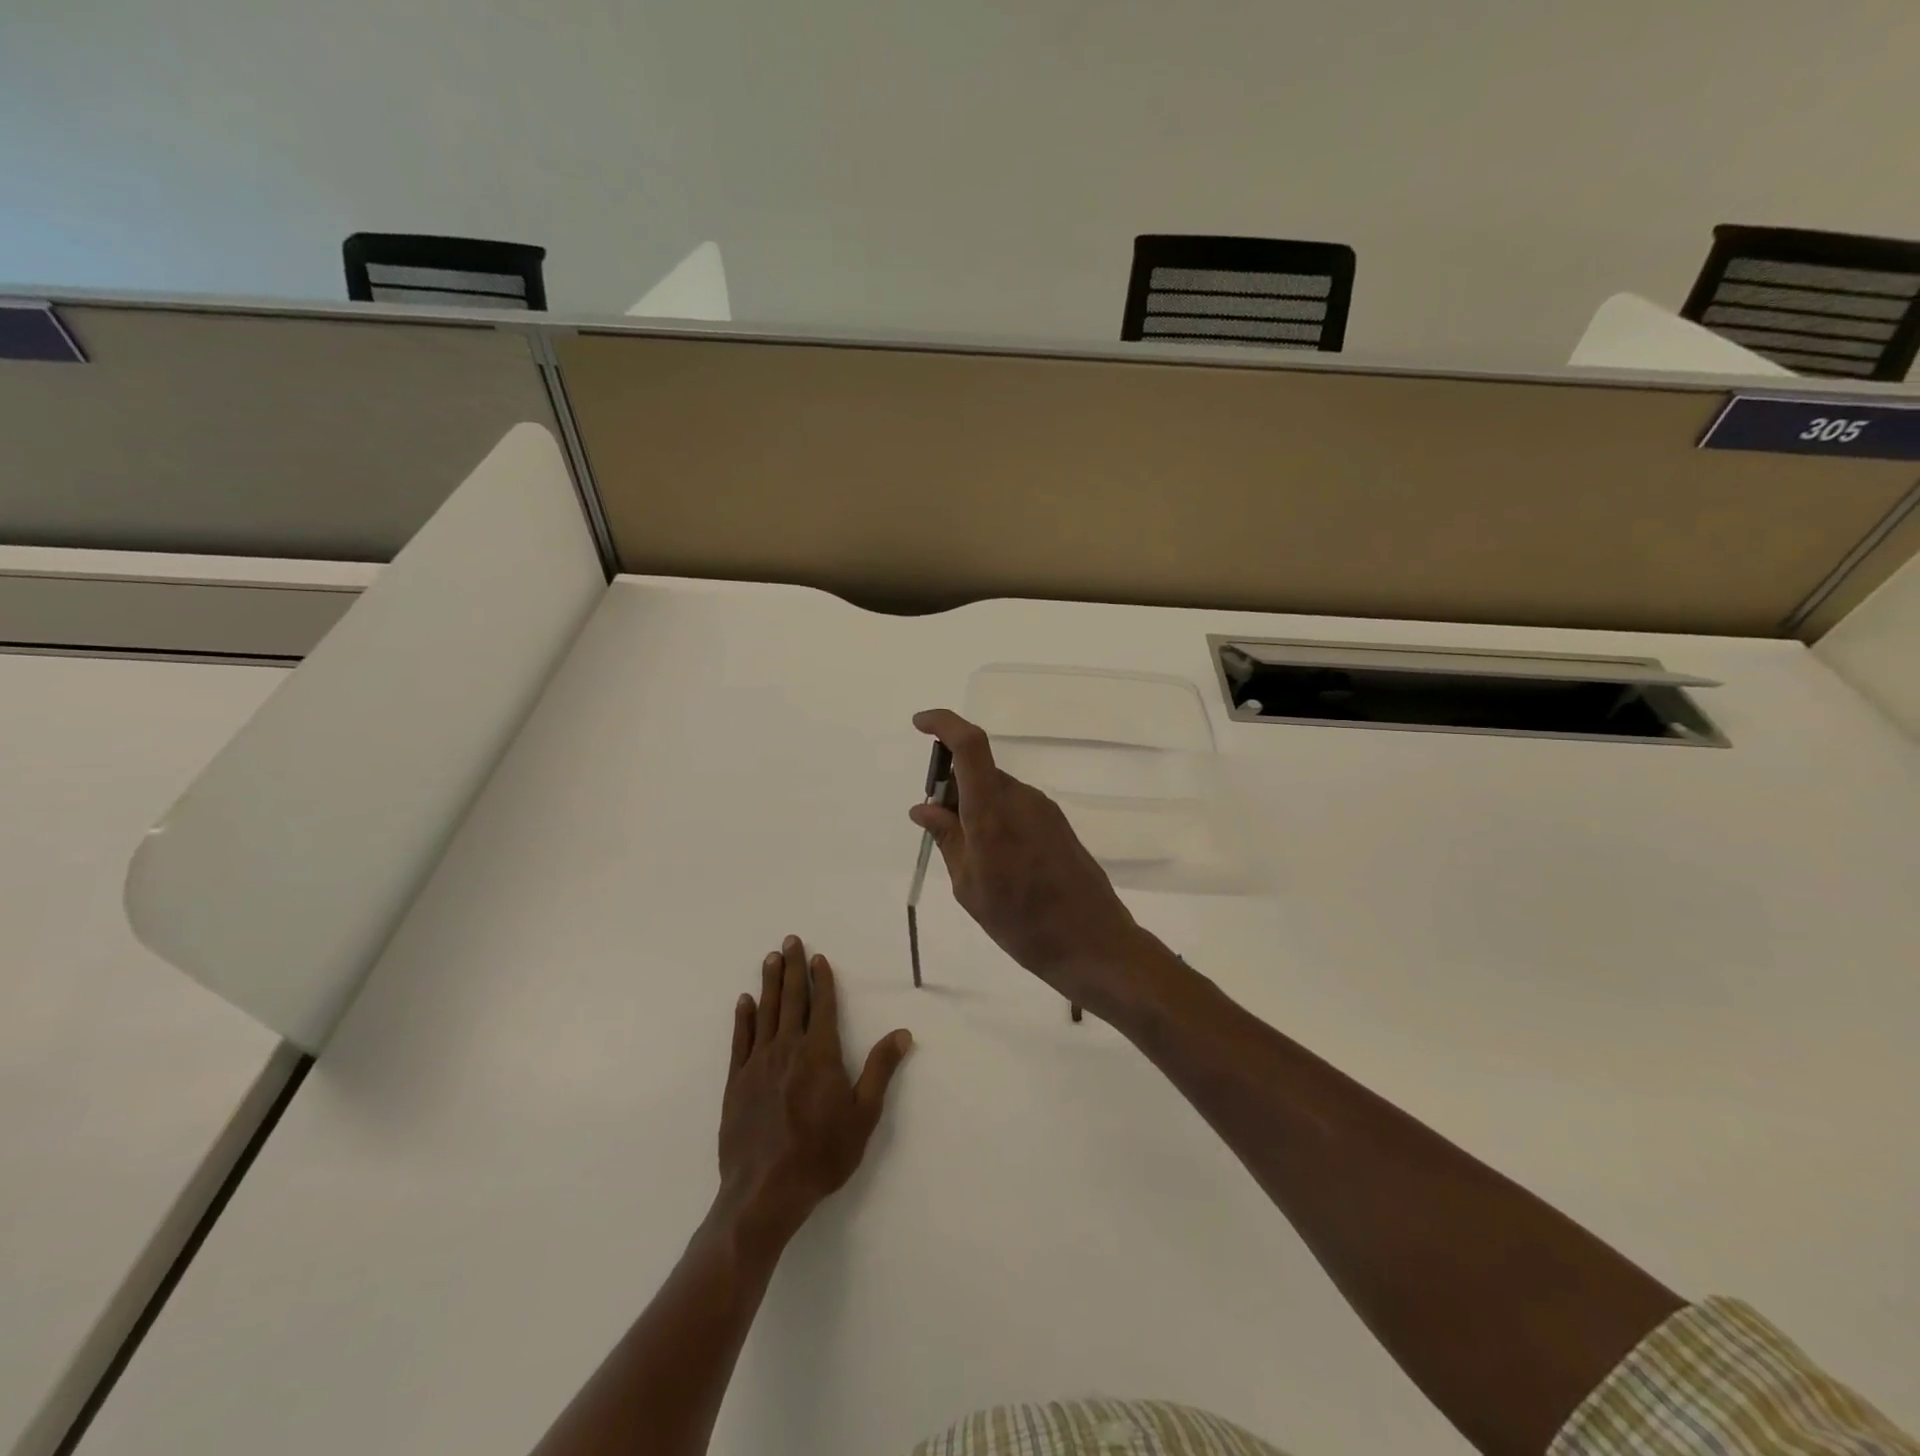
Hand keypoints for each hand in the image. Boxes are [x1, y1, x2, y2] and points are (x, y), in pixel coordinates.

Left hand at [717, 936, 912, 1245]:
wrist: (765, 1192)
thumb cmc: (821, 1154)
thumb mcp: (863, 1115)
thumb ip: (880, 1070)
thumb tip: (902, 1033)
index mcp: (820, 1054)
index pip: (823, 1006)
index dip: (822, 980)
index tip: (818, 957)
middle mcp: (788, 1049)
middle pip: (791, 1000)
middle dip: (792, 968)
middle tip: (790, 940)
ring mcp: (758, 1064)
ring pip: (766, 1013)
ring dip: (769, 983)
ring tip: (770, 958)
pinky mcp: (736, 1082)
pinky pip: (740, 1040)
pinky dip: (743, 1018)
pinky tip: (744, 1002)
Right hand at [909, 709, 1154, 1014]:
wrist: (1093, 943)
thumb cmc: (1022, 922)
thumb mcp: (970, 887)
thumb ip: (947, 840)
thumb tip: (924, 807)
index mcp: (993, 812)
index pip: (969, 746)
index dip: (944, 724)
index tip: (920, 726)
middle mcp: (1021, 798)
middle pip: (978, 771)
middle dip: (952, 787)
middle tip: (939, 829)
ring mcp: (1044, 809)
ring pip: (997, 790)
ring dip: (975, 806)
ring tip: (971, 859)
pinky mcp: (1058, 823)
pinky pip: (1016, 806)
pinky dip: (996, 818)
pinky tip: (999, 862)